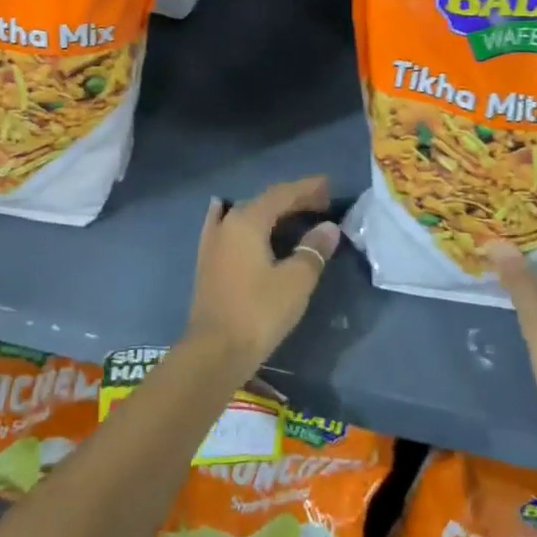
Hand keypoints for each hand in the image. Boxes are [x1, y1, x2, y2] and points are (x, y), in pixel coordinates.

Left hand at [182, 176, 338, 371]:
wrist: (214, 351)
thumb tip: (329, 228)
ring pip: (245, 215)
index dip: (306, 188)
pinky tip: (226, 210)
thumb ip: (313, 250)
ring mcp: (213, 242)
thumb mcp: (295, 281)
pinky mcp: (207, 261)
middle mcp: (227, 223)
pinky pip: (225, 227)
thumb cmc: (259, 312)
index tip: (328, 186)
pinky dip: (237, 219)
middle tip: (320, 203)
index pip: (281, 194)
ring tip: (293, 214)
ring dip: (270, 212)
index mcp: (248, 221)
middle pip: (264, 202)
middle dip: (292, 200)